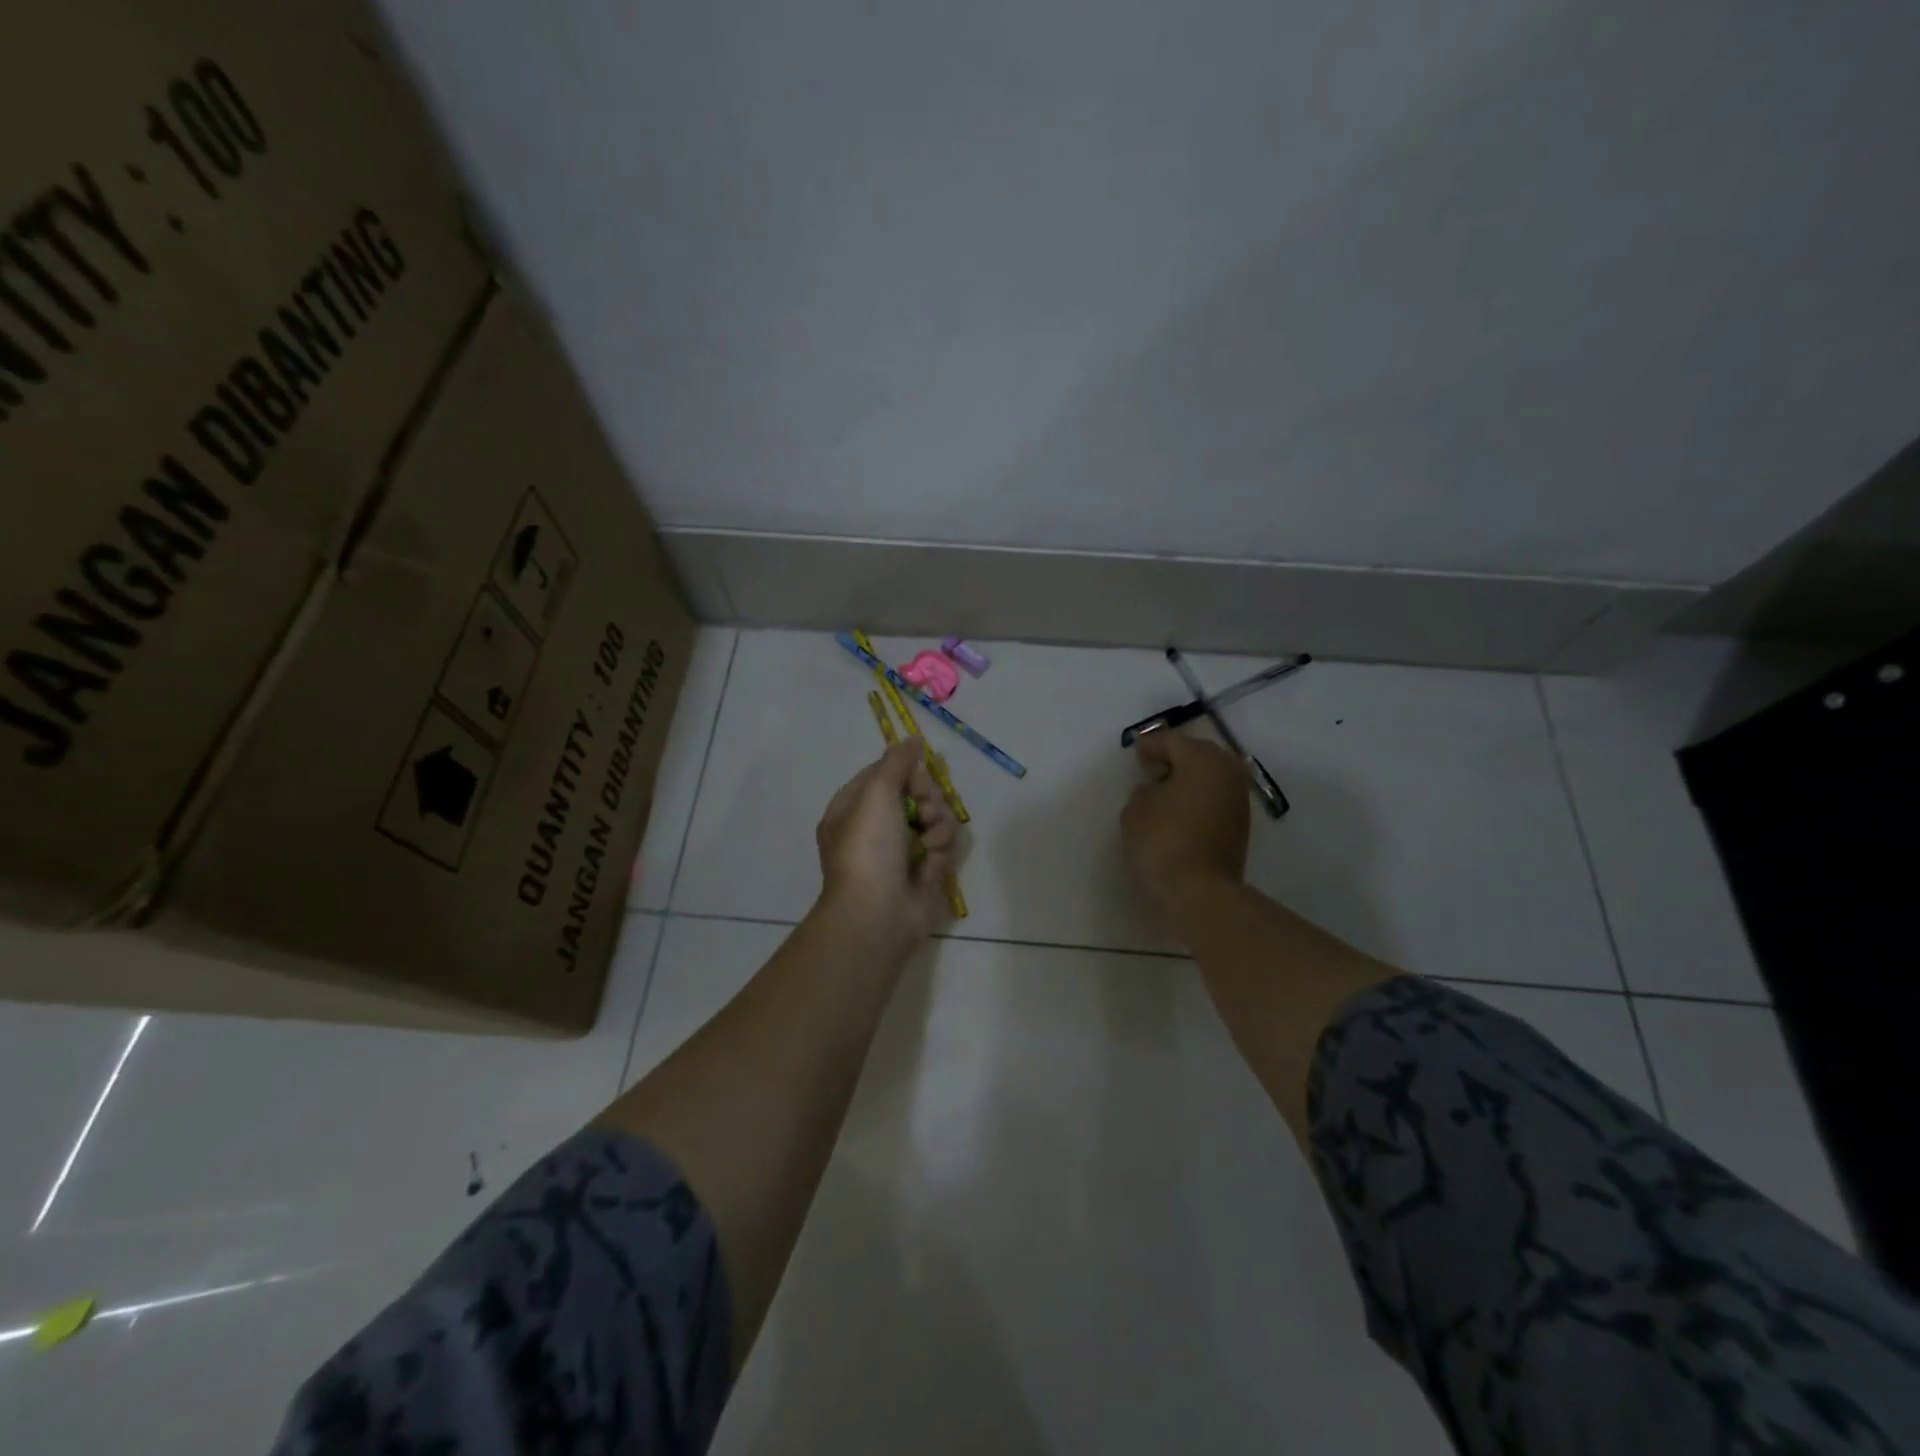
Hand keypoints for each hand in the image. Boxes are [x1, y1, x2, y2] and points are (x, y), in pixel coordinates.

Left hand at [814, 740, 959, 953]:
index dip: (904, 772)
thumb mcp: (876, 793)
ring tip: (928, 842)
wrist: (878, 913)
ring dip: (937, 825)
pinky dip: (939, 851)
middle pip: (915, 793)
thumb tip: (912, 739)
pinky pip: (943, 845)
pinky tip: (931, 863)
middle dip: (927, 799)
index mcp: (852, 809)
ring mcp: (901, 851)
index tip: (916, 775)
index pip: (883, 775)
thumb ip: (896, 762)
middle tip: (923, 810)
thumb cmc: (869, 848)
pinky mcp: (925, 871)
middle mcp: (875, 828)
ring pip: (934, 818)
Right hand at [1121, 730, 1250, 919]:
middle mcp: (1228, 774)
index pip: (1173, 742)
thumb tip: (1156, 790)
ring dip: (1189, 778)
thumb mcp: (1136, 809)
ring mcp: (1238, 801)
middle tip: (1151, 765)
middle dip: (1175, 757)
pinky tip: (1178, 808)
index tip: (1135, 751)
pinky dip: (1197, 797)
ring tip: (1163, 788)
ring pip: (1211, 777)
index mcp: (1204, 760)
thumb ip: (1144, 791)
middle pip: (1199, 755)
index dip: (1151, 745)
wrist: (1199, 892)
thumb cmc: (1163, 841)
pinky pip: (1214, 799)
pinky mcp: (1239, 827)